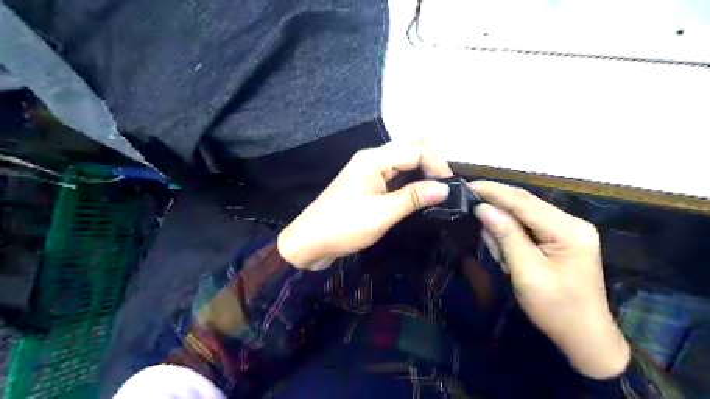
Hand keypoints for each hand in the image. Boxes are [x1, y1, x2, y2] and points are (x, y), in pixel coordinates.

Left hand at [281, 141, 451, 271]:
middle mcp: (373, 157)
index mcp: (375, 159)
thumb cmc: (343, 227)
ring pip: (405, 160)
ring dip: (423, 172)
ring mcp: (370, 169)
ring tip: (437, 193)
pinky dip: (411, 180)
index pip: (418, 149)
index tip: (450, 190)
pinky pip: (396, 173)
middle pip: (412, 148)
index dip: (439, 165)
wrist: (309, 242)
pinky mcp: (368, 183)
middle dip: (433, 164)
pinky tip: (419, 195)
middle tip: (445, 190)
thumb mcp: (381, 214)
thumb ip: (413, 198)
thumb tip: (445, 188)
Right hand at [470, 180, 625, 380]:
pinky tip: (501, 245)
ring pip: (525, 214)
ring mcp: (568, 230)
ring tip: (489, 241)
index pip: (524, 201)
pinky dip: (511, 232)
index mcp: (568, 230)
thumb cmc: (556, 309)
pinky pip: (530, 227)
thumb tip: (483, 208)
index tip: (466, 186)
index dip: (494, 191)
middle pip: (526, 203)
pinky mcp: (561, 239)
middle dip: (496, 202)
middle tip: (467, 201)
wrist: (585, 338)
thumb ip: (506, 236)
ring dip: (502, 222)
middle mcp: (571, 223)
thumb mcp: (526, 273)